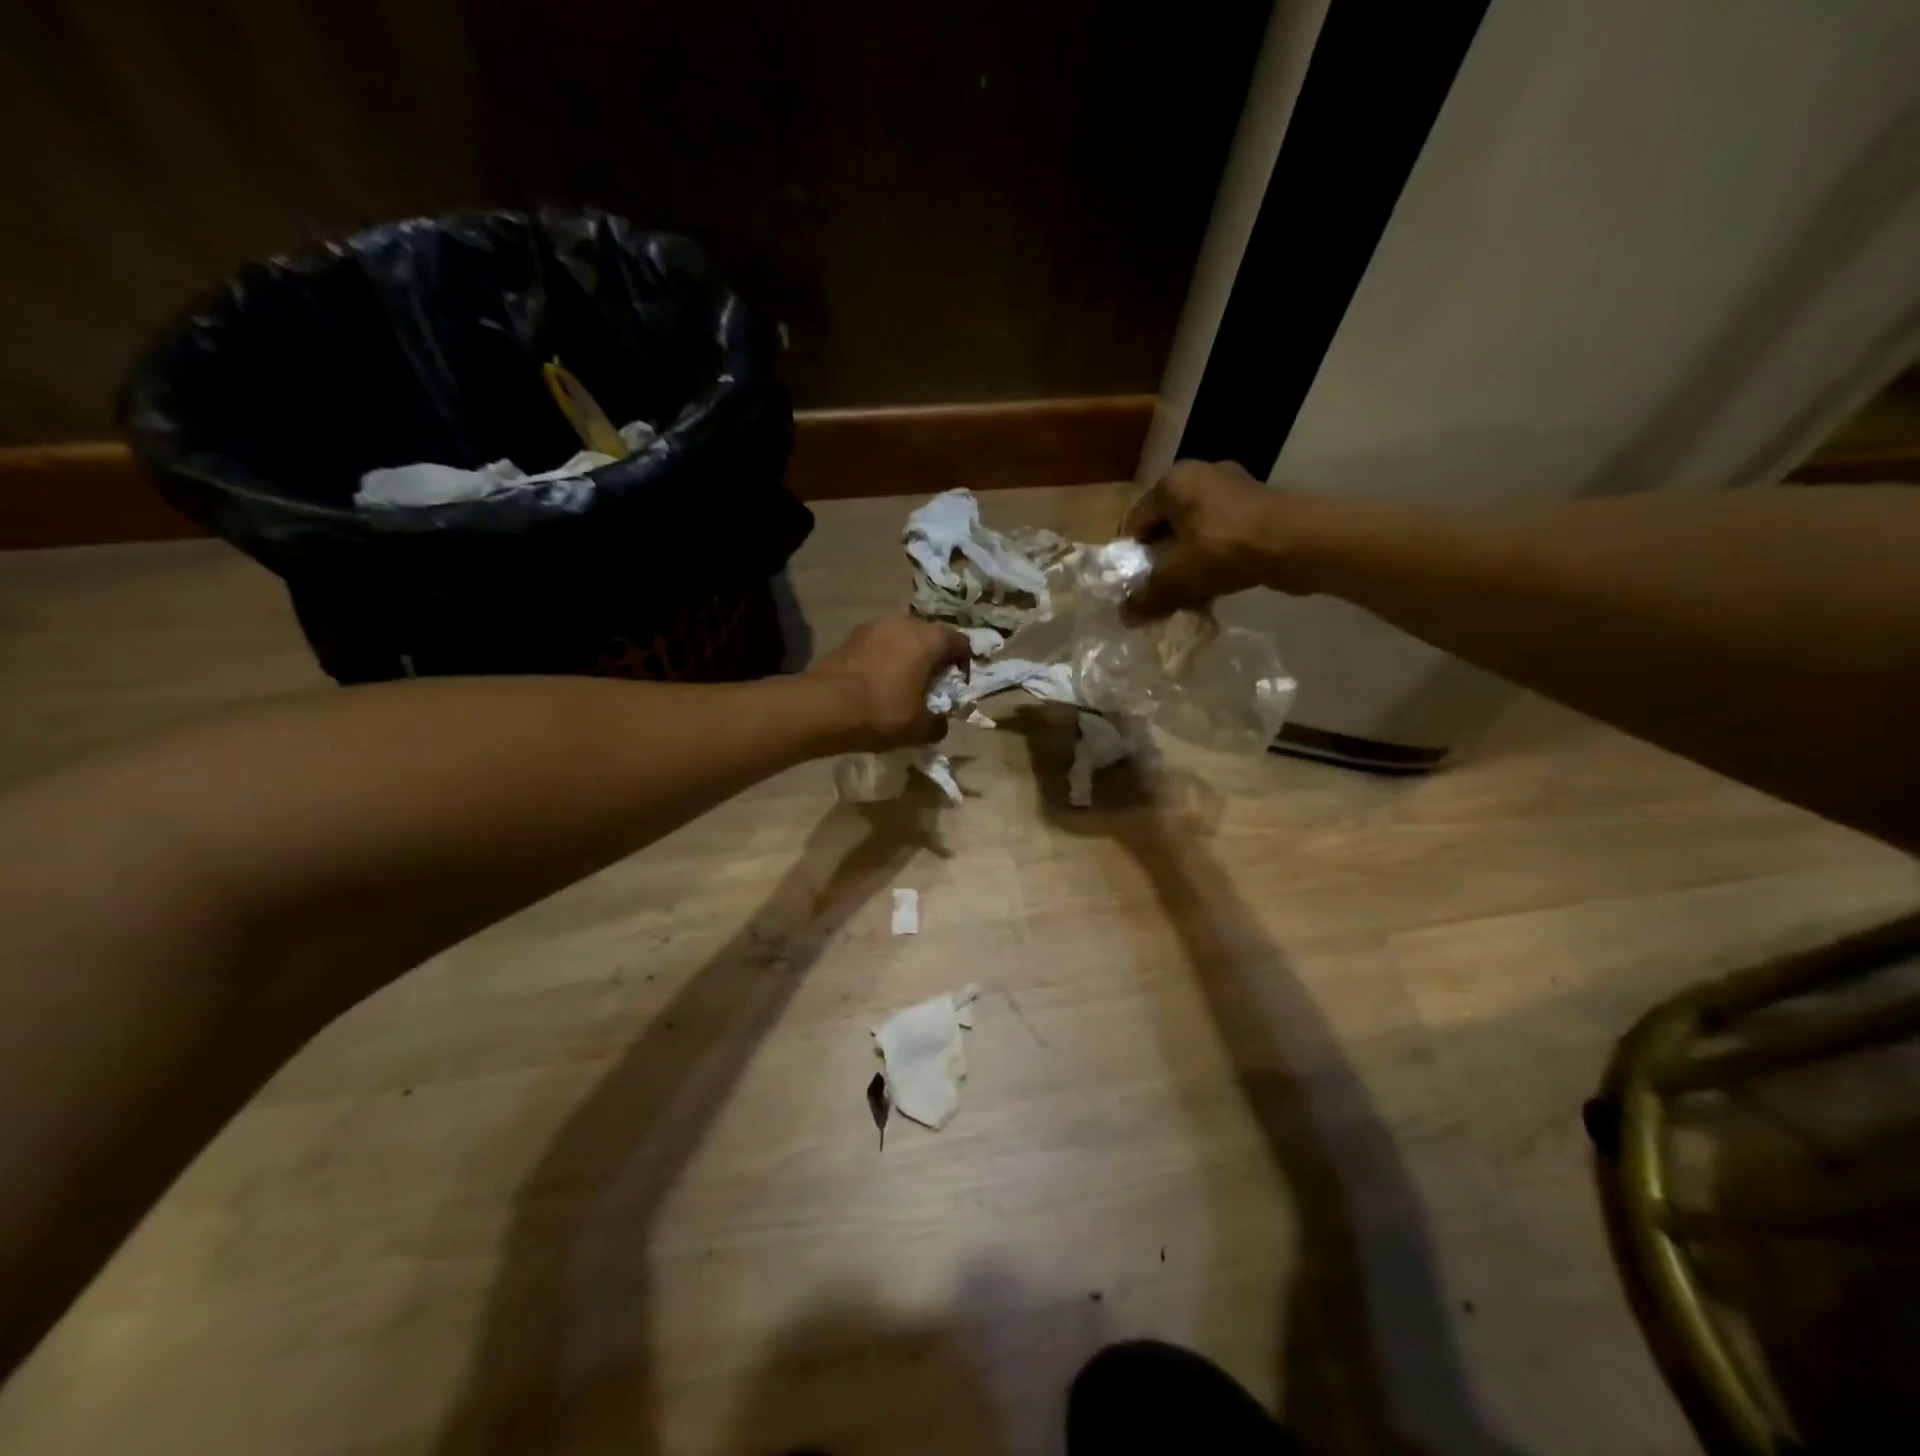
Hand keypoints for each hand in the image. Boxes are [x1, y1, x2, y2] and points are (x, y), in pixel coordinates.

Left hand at [808, 614, 970, 750]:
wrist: (824, 707)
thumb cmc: (882, 712)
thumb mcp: (920, 728)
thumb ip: (939, 723)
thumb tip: (939, 722)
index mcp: (930, 638)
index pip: (961, 643)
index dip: (964, 665)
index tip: (957, 687)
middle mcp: (905, 622)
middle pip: (931, 637)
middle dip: (934, 659)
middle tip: (930, 687)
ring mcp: (875, 625)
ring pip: (903, 639)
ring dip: (907, 657)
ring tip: (902, 685)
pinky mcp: (851, 636)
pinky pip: (880, 645)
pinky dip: (884, 659)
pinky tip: (877, 683)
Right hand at [1121, 460, 1290, 620]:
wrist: (1297, 543)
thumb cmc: (1224, 550)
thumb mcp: (1176, 578)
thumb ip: (1147, 597)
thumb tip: (1124, 617)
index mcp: (1173, 482)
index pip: (1136, 522)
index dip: (1131, 558)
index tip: (1135, 587)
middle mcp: (1201, 475)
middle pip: (1167, 527)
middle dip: (1162, 563)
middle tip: (1160, 593)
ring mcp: (1234, 488)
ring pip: (1196, 534)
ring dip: (1189, 565)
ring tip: (1188, 596)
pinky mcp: (1259, 507)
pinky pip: (1223, 536)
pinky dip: (1215, 560)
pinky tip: (1216, 588)